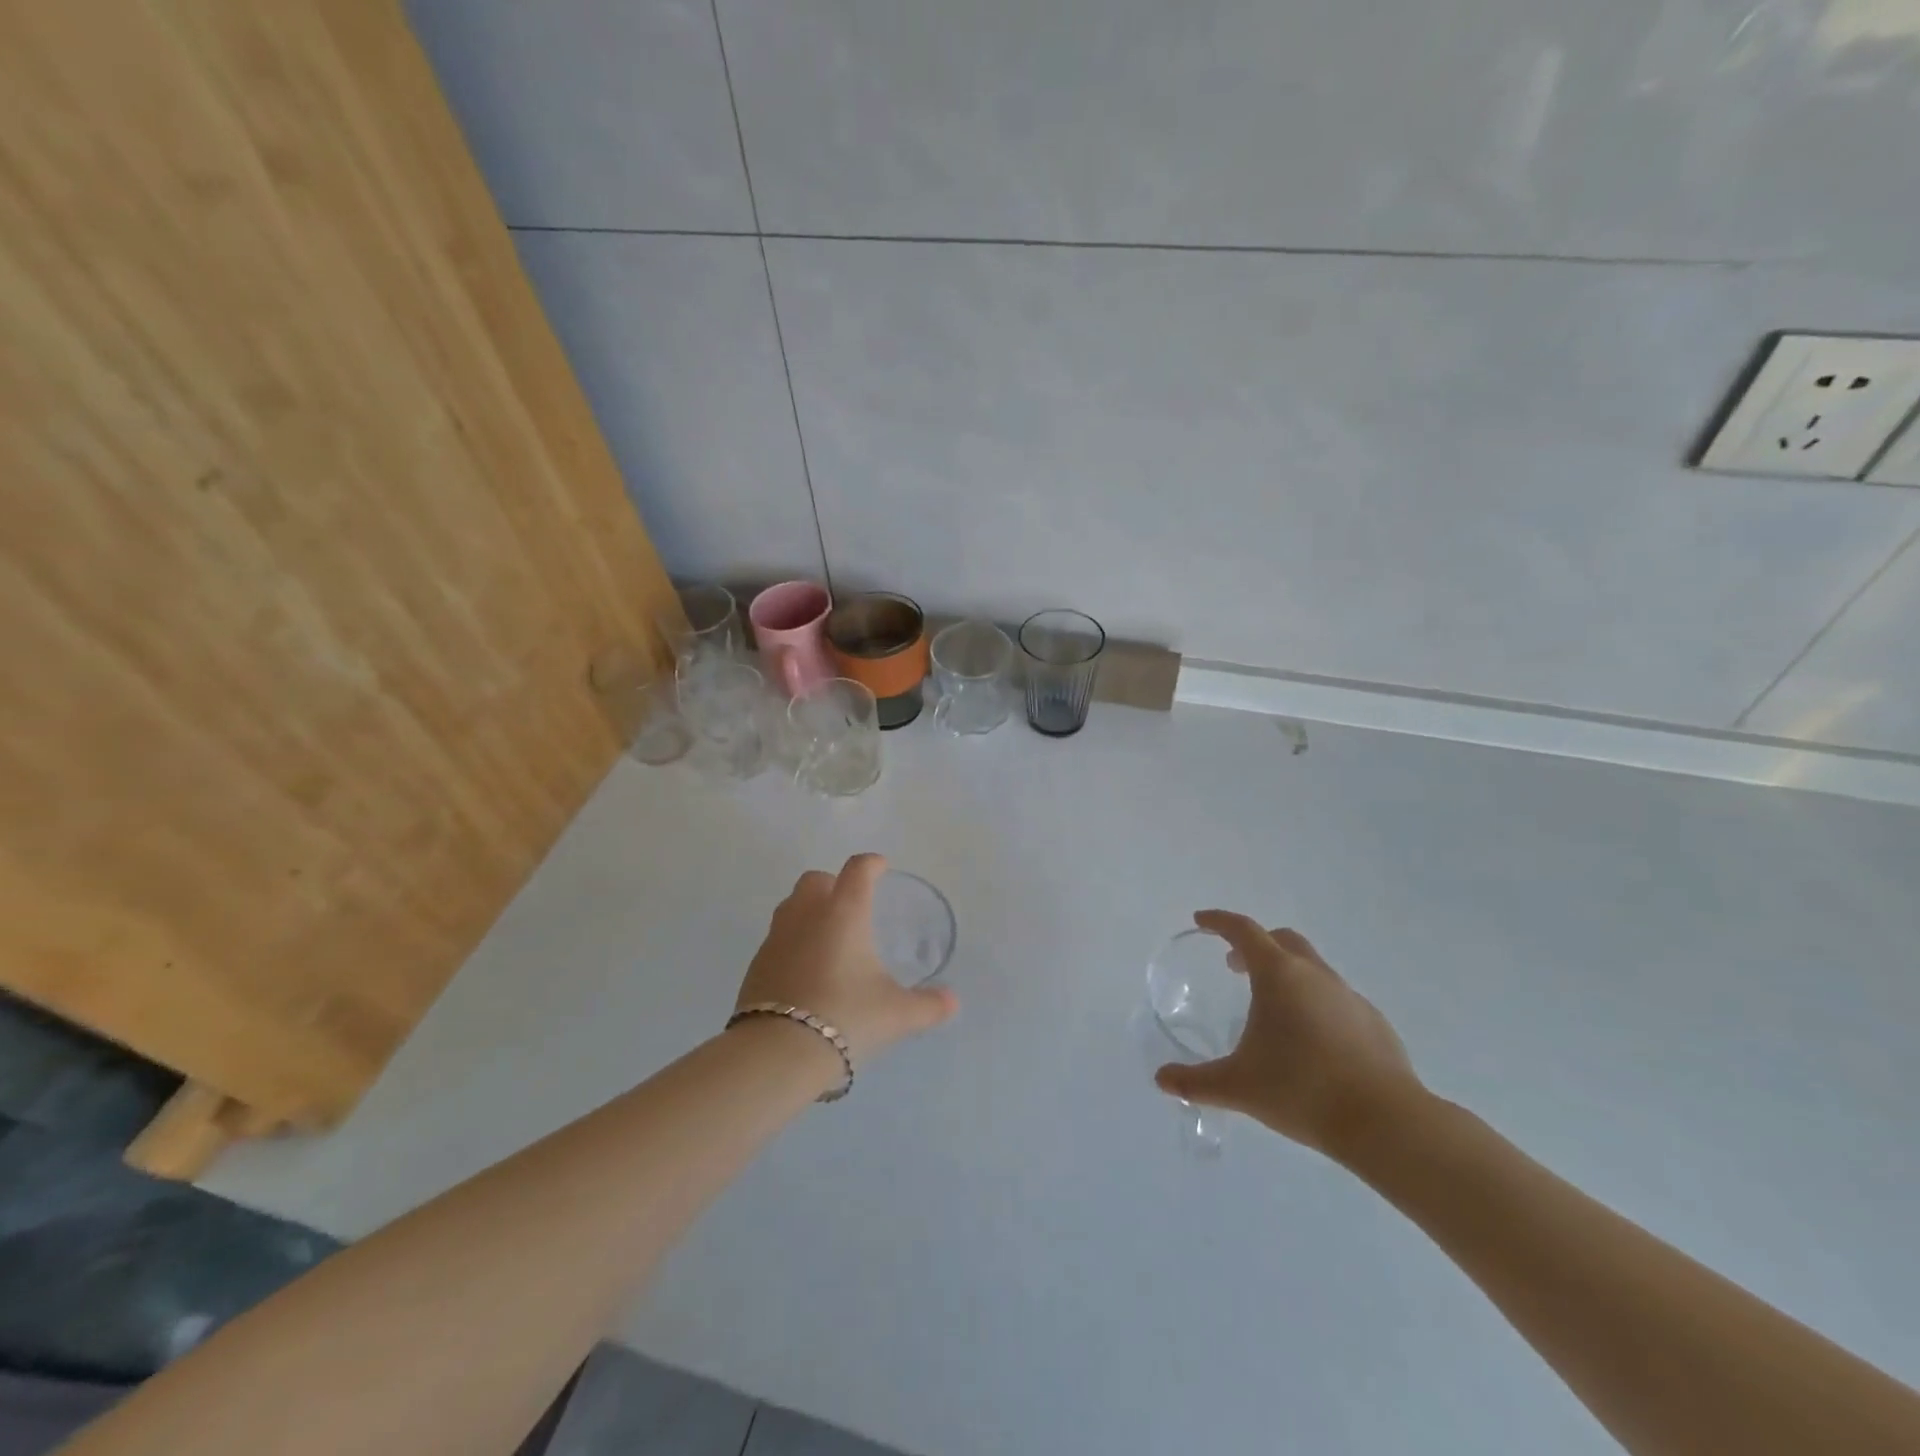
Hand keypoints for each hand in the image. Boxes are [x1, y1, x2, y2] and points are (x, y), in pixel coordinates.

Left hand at [735, 853, 958, 1069]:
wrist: (777, 1052)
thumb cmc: (846, 1017)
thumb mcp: (897, 1014)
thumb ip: (928, 1005)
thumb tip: (952, 1001)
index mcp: (844, 913)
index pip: (858, 870)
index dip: (872, 864)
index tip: (881, 867)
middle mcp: (807, 915)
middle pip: (815, 879)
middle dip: (833, 884)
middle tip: (851, 905)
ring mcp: (776, 938)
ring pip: (790, 905)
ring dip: (808, 909)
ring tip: (827, 936)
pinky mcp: (756, 965)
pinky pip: (776, 939)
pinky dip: (792, 943)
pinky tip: (805, 970)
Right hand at [1154, 912, 1424, 1159]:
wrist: (1385, 1123)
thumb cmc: (1301, 1090)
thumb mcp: (1238, 1086)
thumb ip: (1196, 1081)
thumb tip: (1162, 1080)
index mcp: (1279, 975)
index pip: (1243, 930)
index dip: (1219, 921)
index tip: (1201, 921)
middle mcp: (1315, 975)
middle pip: (1282, 940)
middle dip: (1255, 946)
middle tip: (1234, 966)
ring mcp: (1350, 997)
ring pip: (1312, 969)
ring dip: (1287, 975)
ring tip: (1272, 1009)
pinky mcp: (1374, 1023)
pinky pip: (1337, 999)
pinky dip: (1315, 1004)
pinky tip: (1312, 1041)